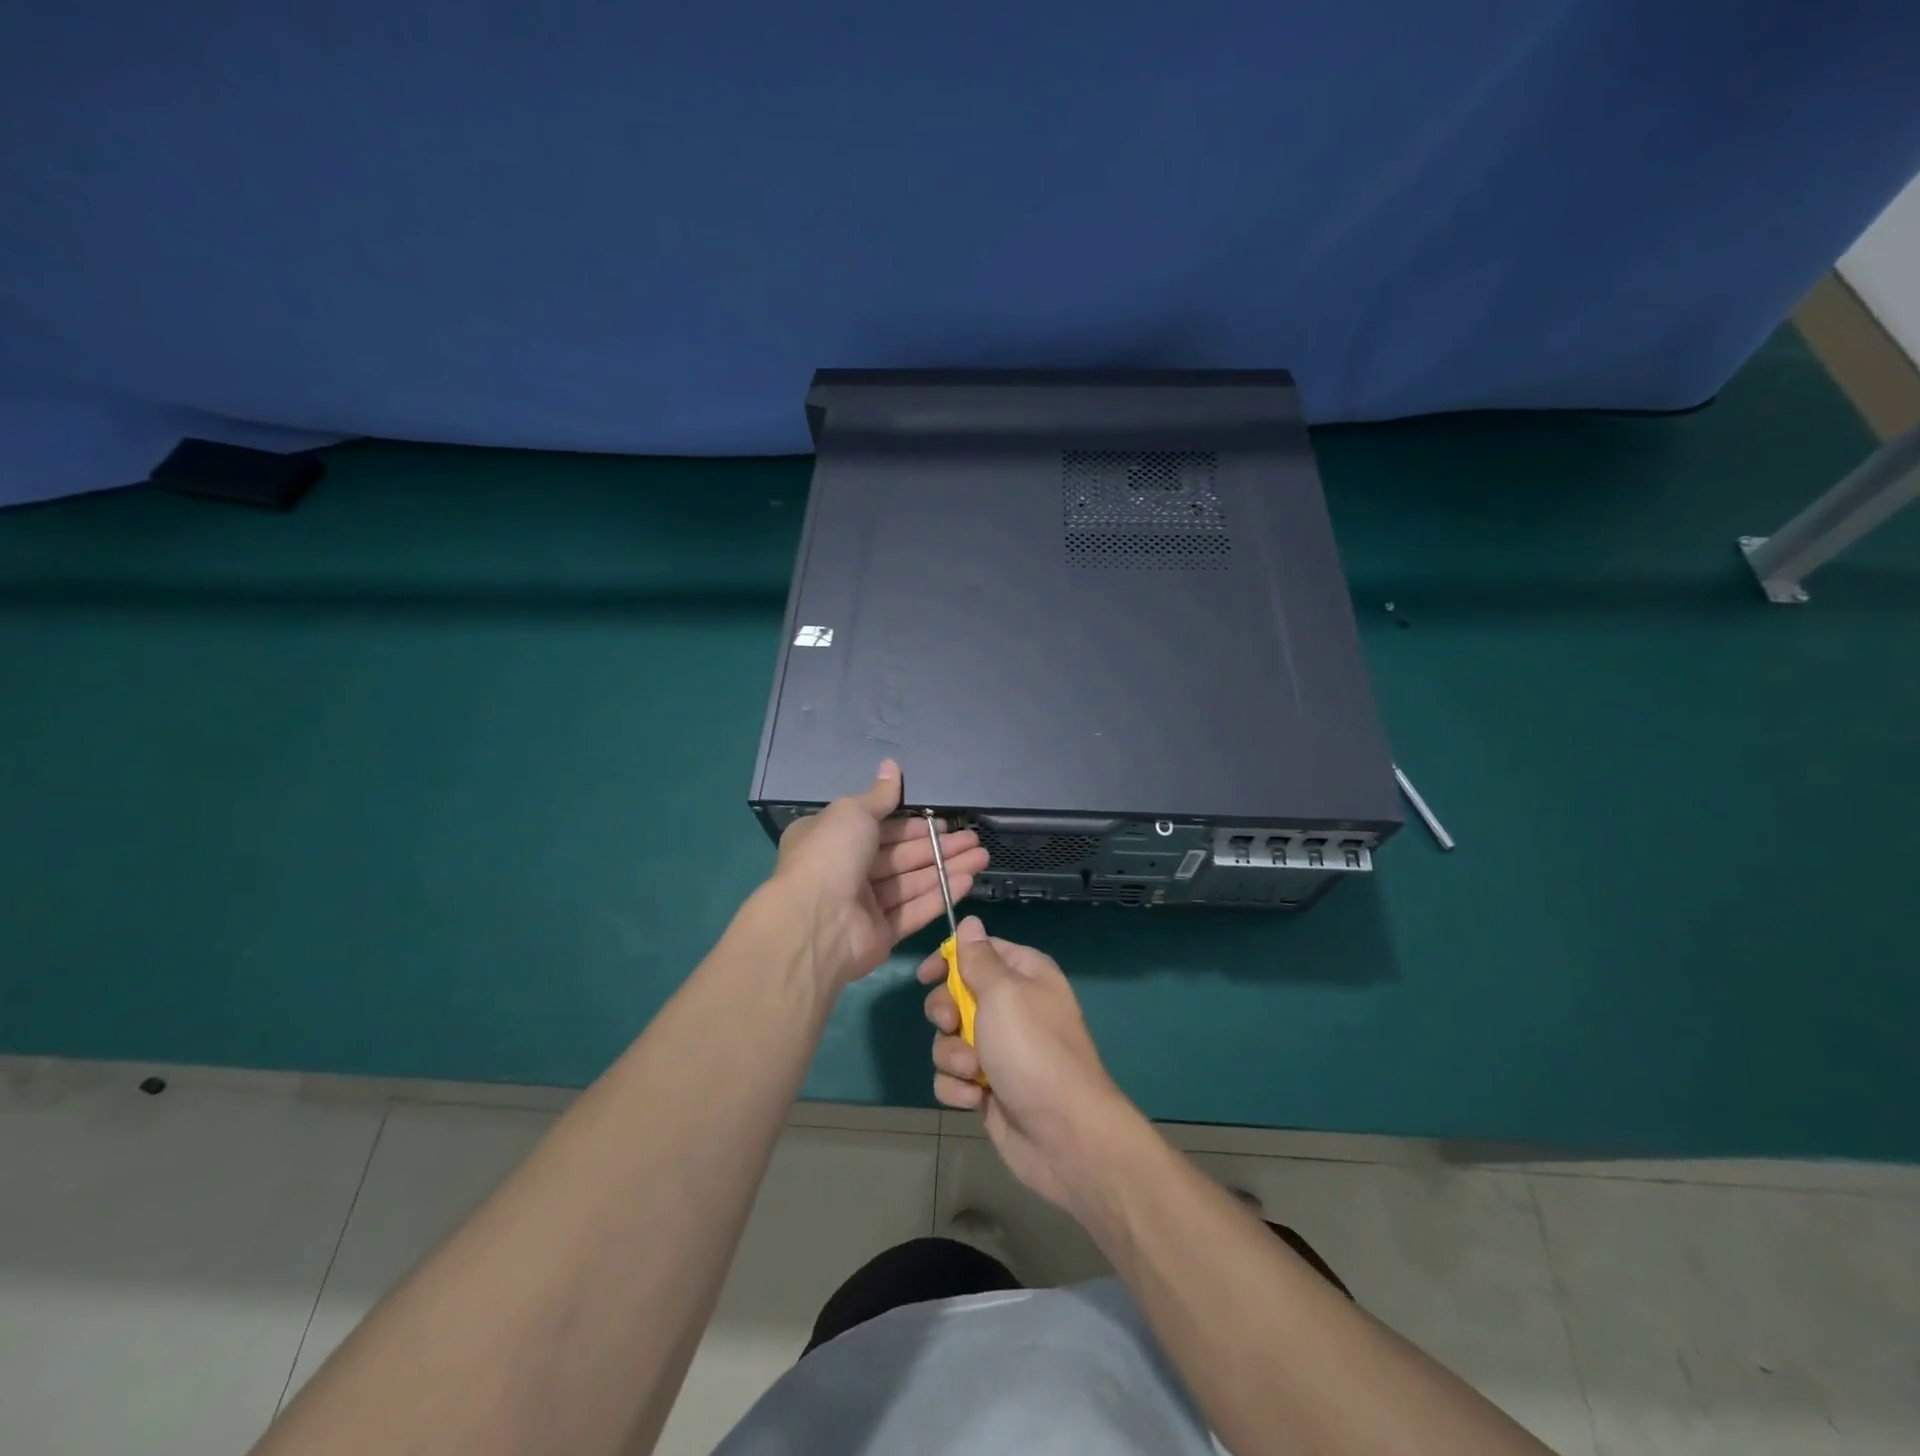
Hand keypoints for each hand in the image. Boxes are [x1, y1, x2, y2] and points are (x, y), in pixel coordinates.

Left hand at [772, 760, 988, 987]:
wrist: (816, 923)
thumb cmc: (831, 856)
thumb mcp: (852, 812)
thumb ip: (879, 795)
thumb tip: (891, 765)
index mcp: (832, 839)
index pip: (879, 827)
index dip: (912, 825)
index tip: (942, 822)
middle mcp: (846, 870)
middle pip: (901, 855)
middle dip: (938, 846)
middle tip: (973, 839)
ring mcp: (864, 904)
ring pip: (912, 881)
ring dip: (947, 868)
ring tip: (981, 857)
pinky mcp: (881, 933)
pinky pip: (914, 910)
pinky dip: (940, 895)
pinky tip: (967, 881)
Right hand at [918, 918, 1136, 1211]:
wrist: (1064, 1134)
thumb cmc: (1033, 1050)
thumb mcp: (1003, 993)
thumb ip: (978, 959)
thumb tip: (970, 921)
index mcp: (1023, 975)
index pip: (979, 950)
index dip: (949, 959)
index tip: (925, 975)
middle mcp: (1011, 1007)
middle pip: (955, 995)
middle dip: (945, 1012)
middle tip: (953, 1024)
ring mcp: (999, 1050)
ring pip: (949, 1038)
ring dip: (952, 1055)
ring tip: (973, 1070)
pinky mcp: (987, 1087)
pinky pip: (953, 1076)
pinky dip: (958, 1087)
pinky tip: (977, 1098)